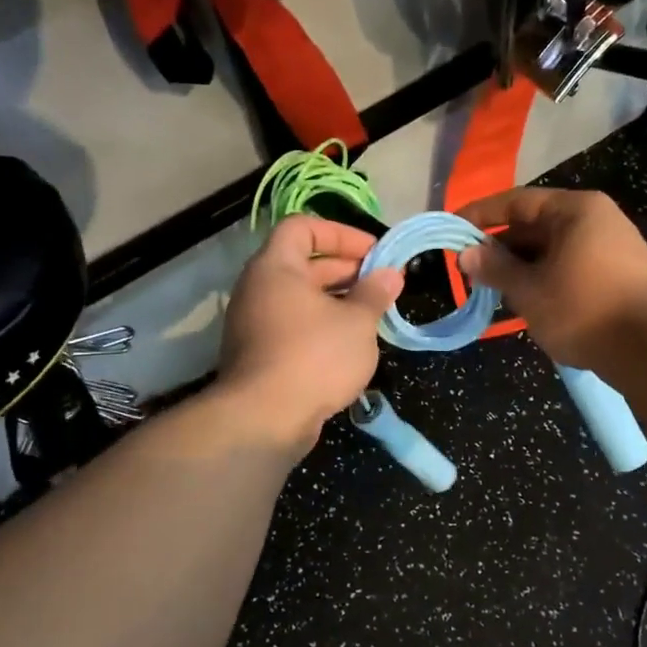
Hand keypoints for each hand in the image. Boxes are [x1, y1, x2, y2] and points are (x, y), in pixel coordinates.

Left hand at [217, 215, 401, 451]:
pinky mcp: (259, 354)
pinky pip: (293, 326)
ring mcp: (255, 323)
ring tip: (372, 315)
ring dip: (337, 301)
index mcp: (276, 267)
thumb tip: (391, 274)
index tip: (374, 252)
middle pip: (303, 263)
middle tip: (382, 284)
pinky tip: (350, 346)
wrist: (265, 419)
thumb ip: (375, 293)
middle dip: (346, 269)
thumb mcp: (357, 322)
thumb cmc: (315, 356)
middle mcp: (258, 288)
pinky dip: (321, 327)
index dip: (340, 233)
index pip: (303, 227)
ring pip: (300, 299)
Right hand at [457, 188, 646, 368]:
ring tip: (494, 291)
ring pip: (554, 250)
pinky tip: (530, 302)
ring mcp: (615, 247)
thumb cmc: (582, 309)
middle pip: (536, 225)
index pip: (516, 201)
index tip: (452, 229)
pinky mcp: (623, 275)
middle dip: (501, 248)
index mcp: (575, 210)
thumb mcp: (530, 290)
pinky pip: (573, 268)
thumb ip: (496, 268)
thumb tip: (467, 253)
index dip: (480, 214)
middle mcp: (598, 219)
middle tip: (470, 270)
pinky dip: (547, 279)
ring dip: (522, 268)